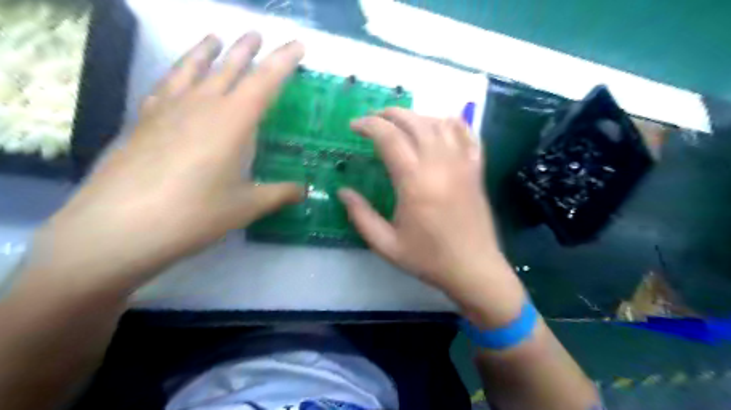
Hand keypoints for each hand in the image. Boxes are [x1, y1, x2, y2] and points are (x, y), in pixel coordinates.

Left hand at [26, 32, 304, 291]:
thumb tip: (305, 190)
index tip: (297, 45)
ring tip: (214, 37)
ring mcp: (168, 110)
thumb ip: (280, 194)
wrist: (121, 227)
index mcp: (233, 122)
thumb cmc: (195, 214)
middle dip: (246, 49)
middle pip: (228, 68)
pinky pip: (164, 87)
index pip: (264, 81)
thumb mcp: (246, 206)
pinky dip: (175, 75)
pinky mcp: (144, 121)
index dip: (283, 61)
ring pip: (192, 69)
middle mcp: (202, 106)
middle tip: (257, 34)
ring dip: (206, 51)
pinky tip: (176, 77)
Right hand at [337, 109, 502, 290]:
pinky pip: (467, 134)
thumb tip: (342, 191)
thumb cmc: (428, 258)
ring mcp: (462, 163)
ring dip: (416, 116)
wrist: (473, 269)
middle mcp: (439, 164)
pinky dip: (450, 123)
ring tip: (401, 124)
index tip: (354, 126)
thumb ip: (361, 215)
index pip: (389, 137)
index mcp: (414, 181)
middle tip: (373, 120)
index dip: (368, 125)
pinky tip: (438, 126)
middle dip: (389, 114)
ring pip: (439, 122)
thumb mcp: (386, 244)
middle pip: (414, 122)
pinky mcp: (476, 169)